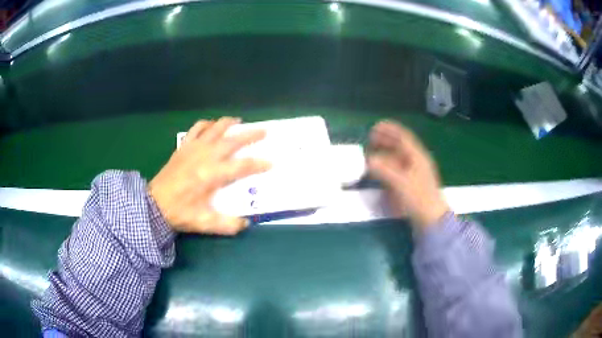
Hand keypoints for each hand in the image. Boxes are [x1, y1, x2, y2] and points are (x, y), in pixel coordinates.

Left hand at [148, 117, 270, 234]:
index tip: (271, 162)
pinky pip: (197, 129)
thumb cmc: (180, 212)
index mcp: (212, 175)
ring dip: (229, 123)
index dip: (258, 163)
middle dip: (250, 135)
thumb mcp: (205, 223)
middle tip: (264, 131)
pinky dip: (207, 124)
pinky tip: (212, 125)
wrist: (154, 204)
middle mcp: (205, 156)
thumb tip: (246, 223)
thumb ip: (227, 225)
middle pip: (232, 140)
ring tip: (240, 121)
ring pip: (215, 129)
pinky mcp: (184, 147)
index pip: (241, 166)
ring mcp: (193, 148)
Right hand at [367, 120, 448, 228]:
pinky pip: (398, 170)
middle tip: (370, 139)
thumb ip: (384, 170)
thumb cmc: (419, 198)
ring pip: (398, 158)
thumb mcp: (401, 183)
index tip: (376, 126)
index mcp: (417, 157)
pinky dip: (388, 167)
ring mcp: (414, 174)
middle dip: (386, 140)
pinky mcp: (411, 185)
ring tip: (372, 153)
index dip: (390, 129)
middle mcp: (416, 162)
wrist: (432, 219)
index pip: (403, 137)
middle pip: (400, 146)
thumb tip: (369, 160)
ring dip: (385, 153)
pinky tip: (380, 171)